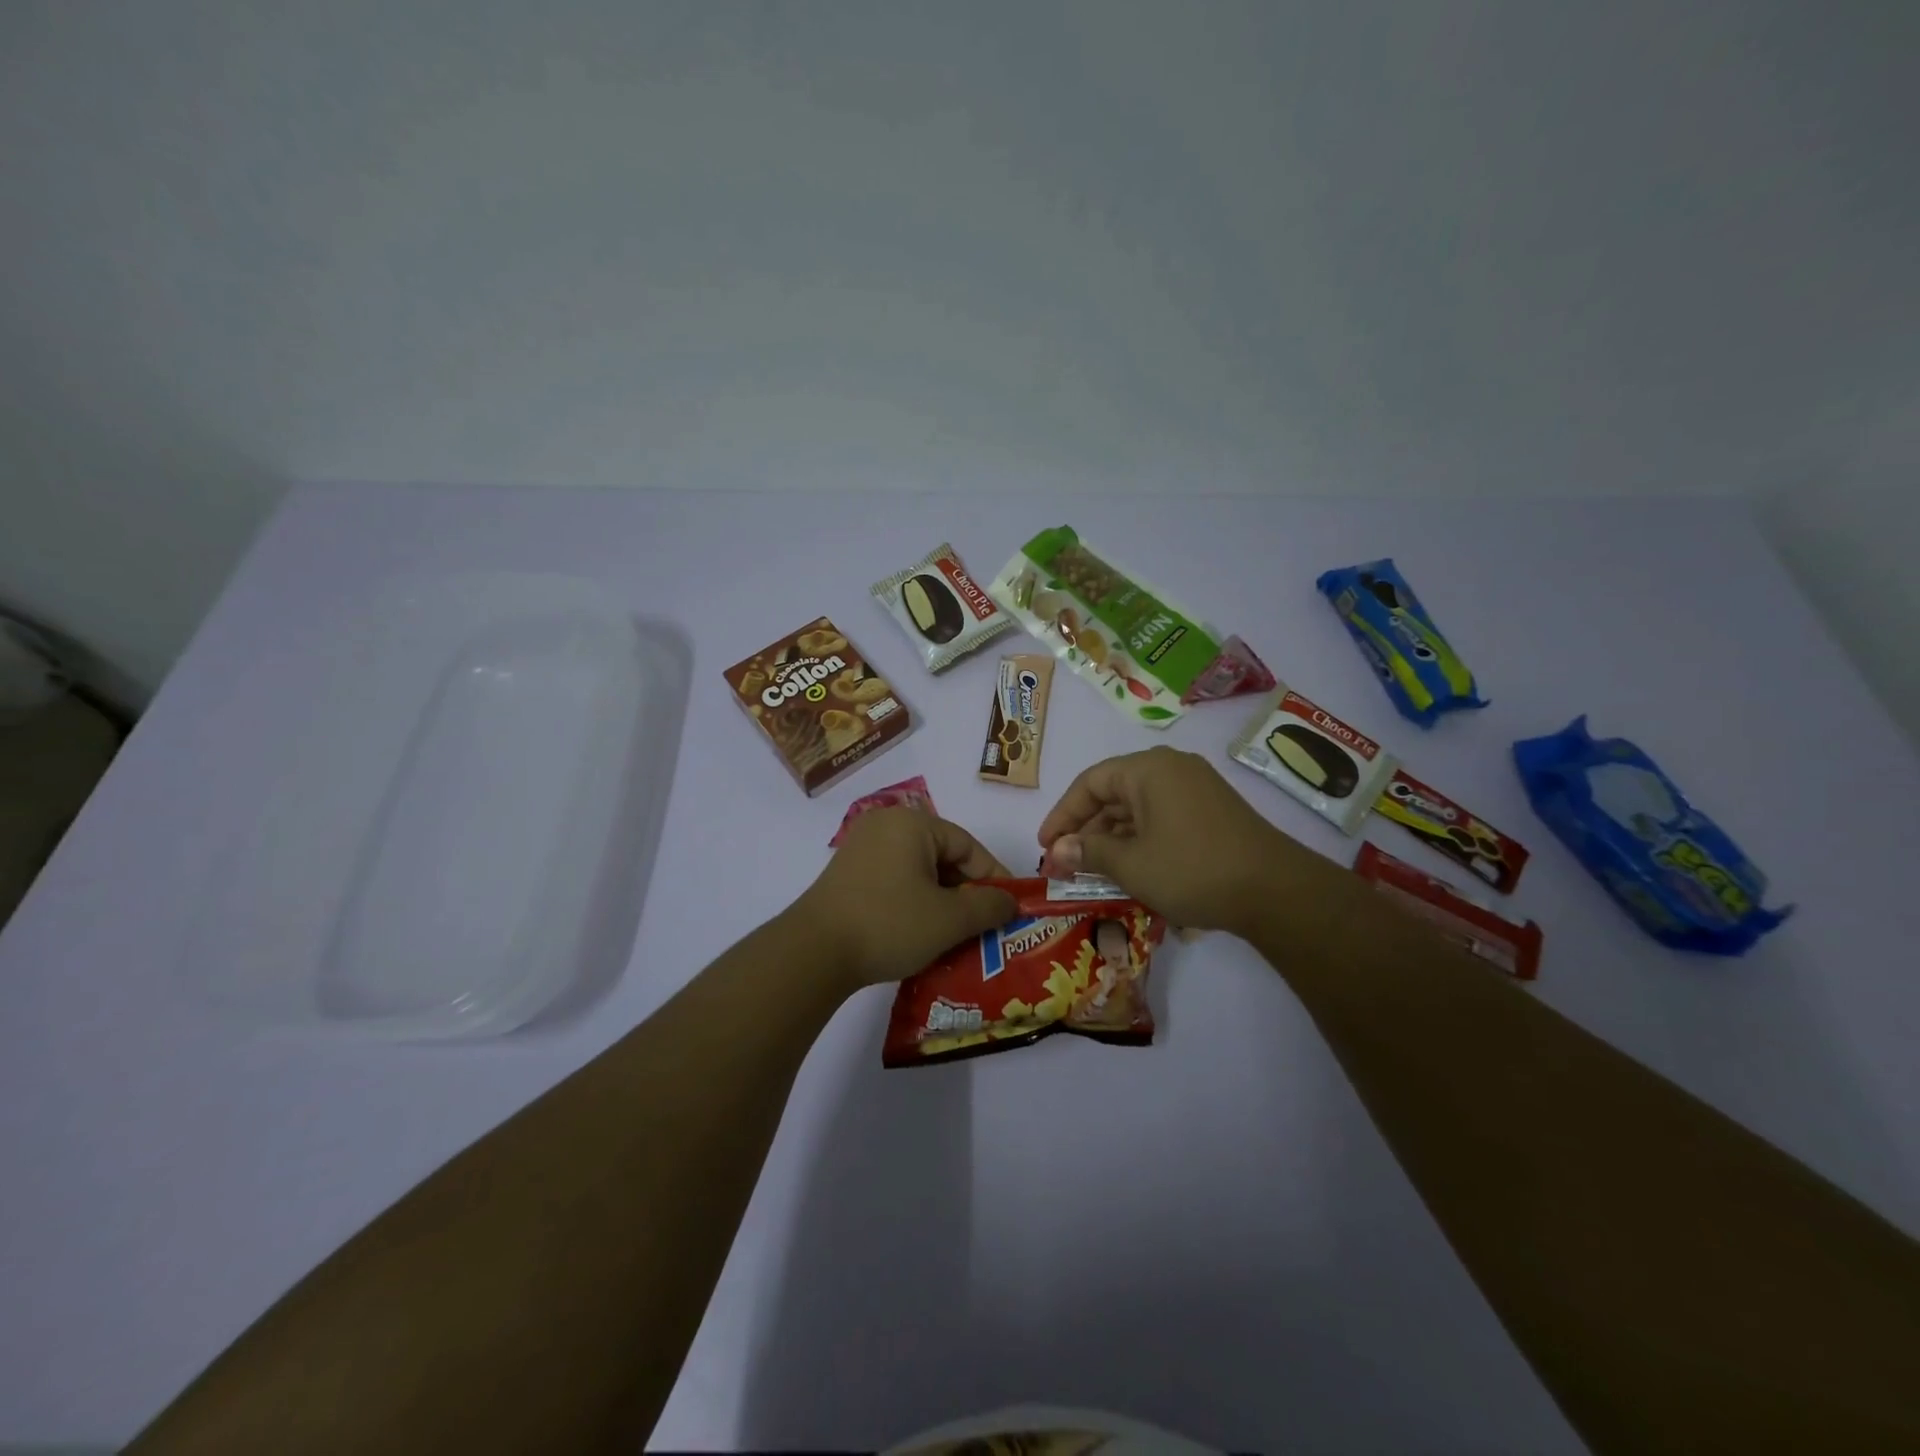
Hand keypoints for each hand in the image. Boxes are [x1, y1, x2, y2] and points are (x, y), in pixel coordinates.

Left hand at [791, 808, 1017, 990]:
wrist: (814, 953)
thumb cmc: (889, 924)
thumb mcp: (949, 919)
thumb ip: (989, 906)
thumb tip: (1010, 902)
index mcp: (912, 823)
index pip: (968, 846)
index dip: (994, 878)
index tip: (1010, 909)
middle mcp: (886, 825)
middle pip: (943, 856)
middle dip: (967, 893)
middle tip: (985, 926)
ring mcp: (862, 849)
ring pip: (919, 872)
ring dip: (942, 901)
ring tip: (958, 935)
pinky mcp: (848, 874)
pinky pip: (896, 881)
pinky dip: (915, 903)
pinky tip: (924, 933)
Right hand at [1037, 746, 1306, 934]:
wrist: (1275, 891)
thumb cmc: (1192, 869)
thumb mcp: (1131, 864)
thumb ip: (1088, 853)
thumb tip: (1056, 852)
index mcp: (1148, 769)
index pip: (1089, 783)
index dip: (1062, 815)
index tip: (1046, 846)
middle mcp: (1171, 769)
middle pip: (1113, 794)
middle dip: (1085, 831)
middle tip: (1064, 865)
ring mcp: (1195, 789)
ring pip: (1137, 809)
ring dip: (1112, 839)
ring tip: (1091, 872)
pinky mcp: (1211, 812)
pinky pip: (1161, 818)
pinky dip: (1139, 840)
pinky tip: (1129, 869)